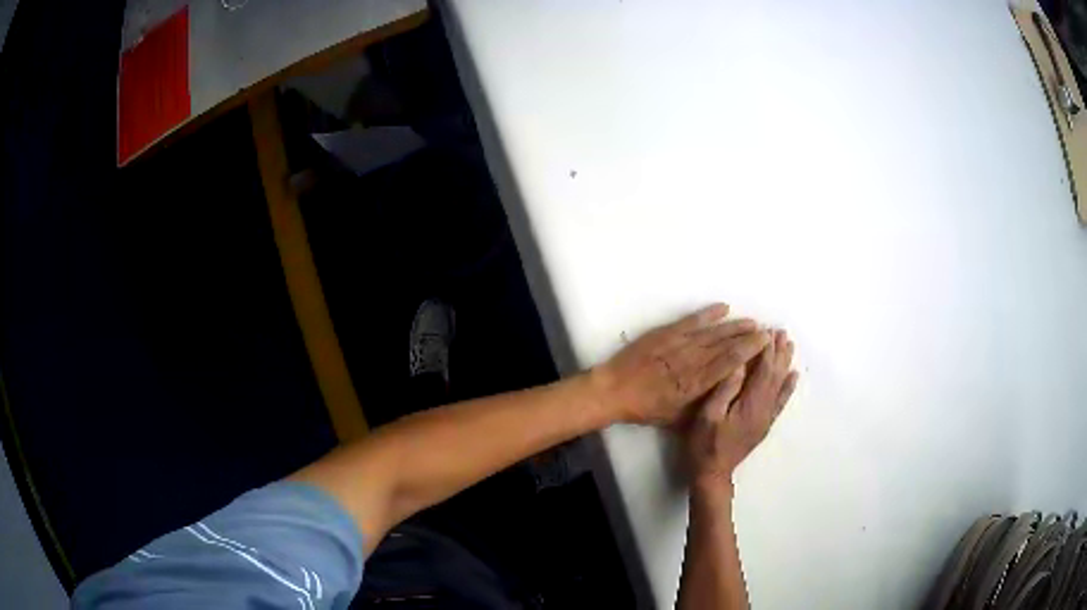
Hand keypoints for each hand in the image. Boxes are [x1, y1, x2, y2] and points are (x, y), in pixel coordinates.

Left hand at [591, 304, 770, 425]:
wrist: (614, 390)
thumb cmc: (646, 408)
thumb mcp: (677, 418)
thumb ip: (702, 406)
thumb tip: (726, 396)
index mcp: (696, 384)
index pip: (729, 364)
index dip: (750, 353)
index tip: (765, 346)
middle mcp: (691, 361)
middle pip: (726, 346)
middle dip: (749, 338)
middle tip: (767, 332)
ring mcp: (679, 344)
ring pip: (713, 333)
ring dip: (734, 326)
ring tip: (752, 322)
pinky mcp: (666, 333)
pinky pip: (692, 321)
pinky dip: (708, 314)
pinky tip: (724, 308)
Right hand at [686, 329, 798, 487]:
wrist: (713, 474)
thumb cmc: (705, 444)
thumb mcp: (708, 415)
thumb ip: (725, 389)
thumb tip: (739, 363)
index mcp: (750, 403)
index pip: (763, 370)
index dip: (766, 350)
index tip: (766, 330)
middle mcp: (764, 408)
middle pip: (775, 374)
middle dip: (778, 352)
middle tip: (782, 332)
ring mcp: (766, 417)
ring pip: (780, 385)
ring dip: (785, 364)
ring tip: (789, 345)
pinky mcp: (764, 424)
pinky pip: (781, 402)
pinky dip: (788, 387)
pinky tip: (793, 377)